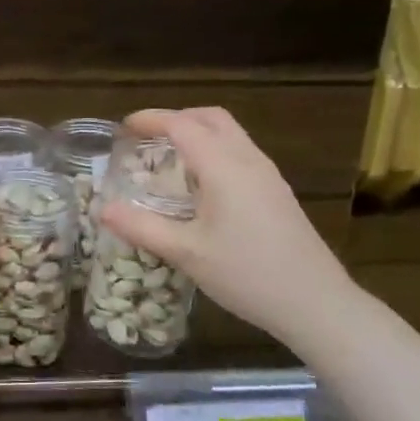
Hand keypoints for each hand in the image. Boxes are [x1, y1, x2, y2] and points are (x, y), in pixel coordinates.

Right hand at [97, 108, 352, 346]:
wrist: (316, 303)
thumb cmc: (247, 274)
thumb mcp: (186, 253)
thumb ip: (142, 227)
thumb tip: (103, 210)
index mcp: (224, 167)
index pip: (182, 125)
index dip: (151, 120)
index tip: (124, 127)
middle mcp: (248, 160)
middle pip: (211, 118)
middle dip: (177, 118)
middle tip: (148, 137)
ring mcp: (268, 175)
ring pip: (230, 134)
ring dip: (198, 133)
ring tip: (170, 158)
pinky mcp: (278, 192)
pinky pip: (241, 153)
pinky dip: (214, 150)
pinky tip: (202, 185)